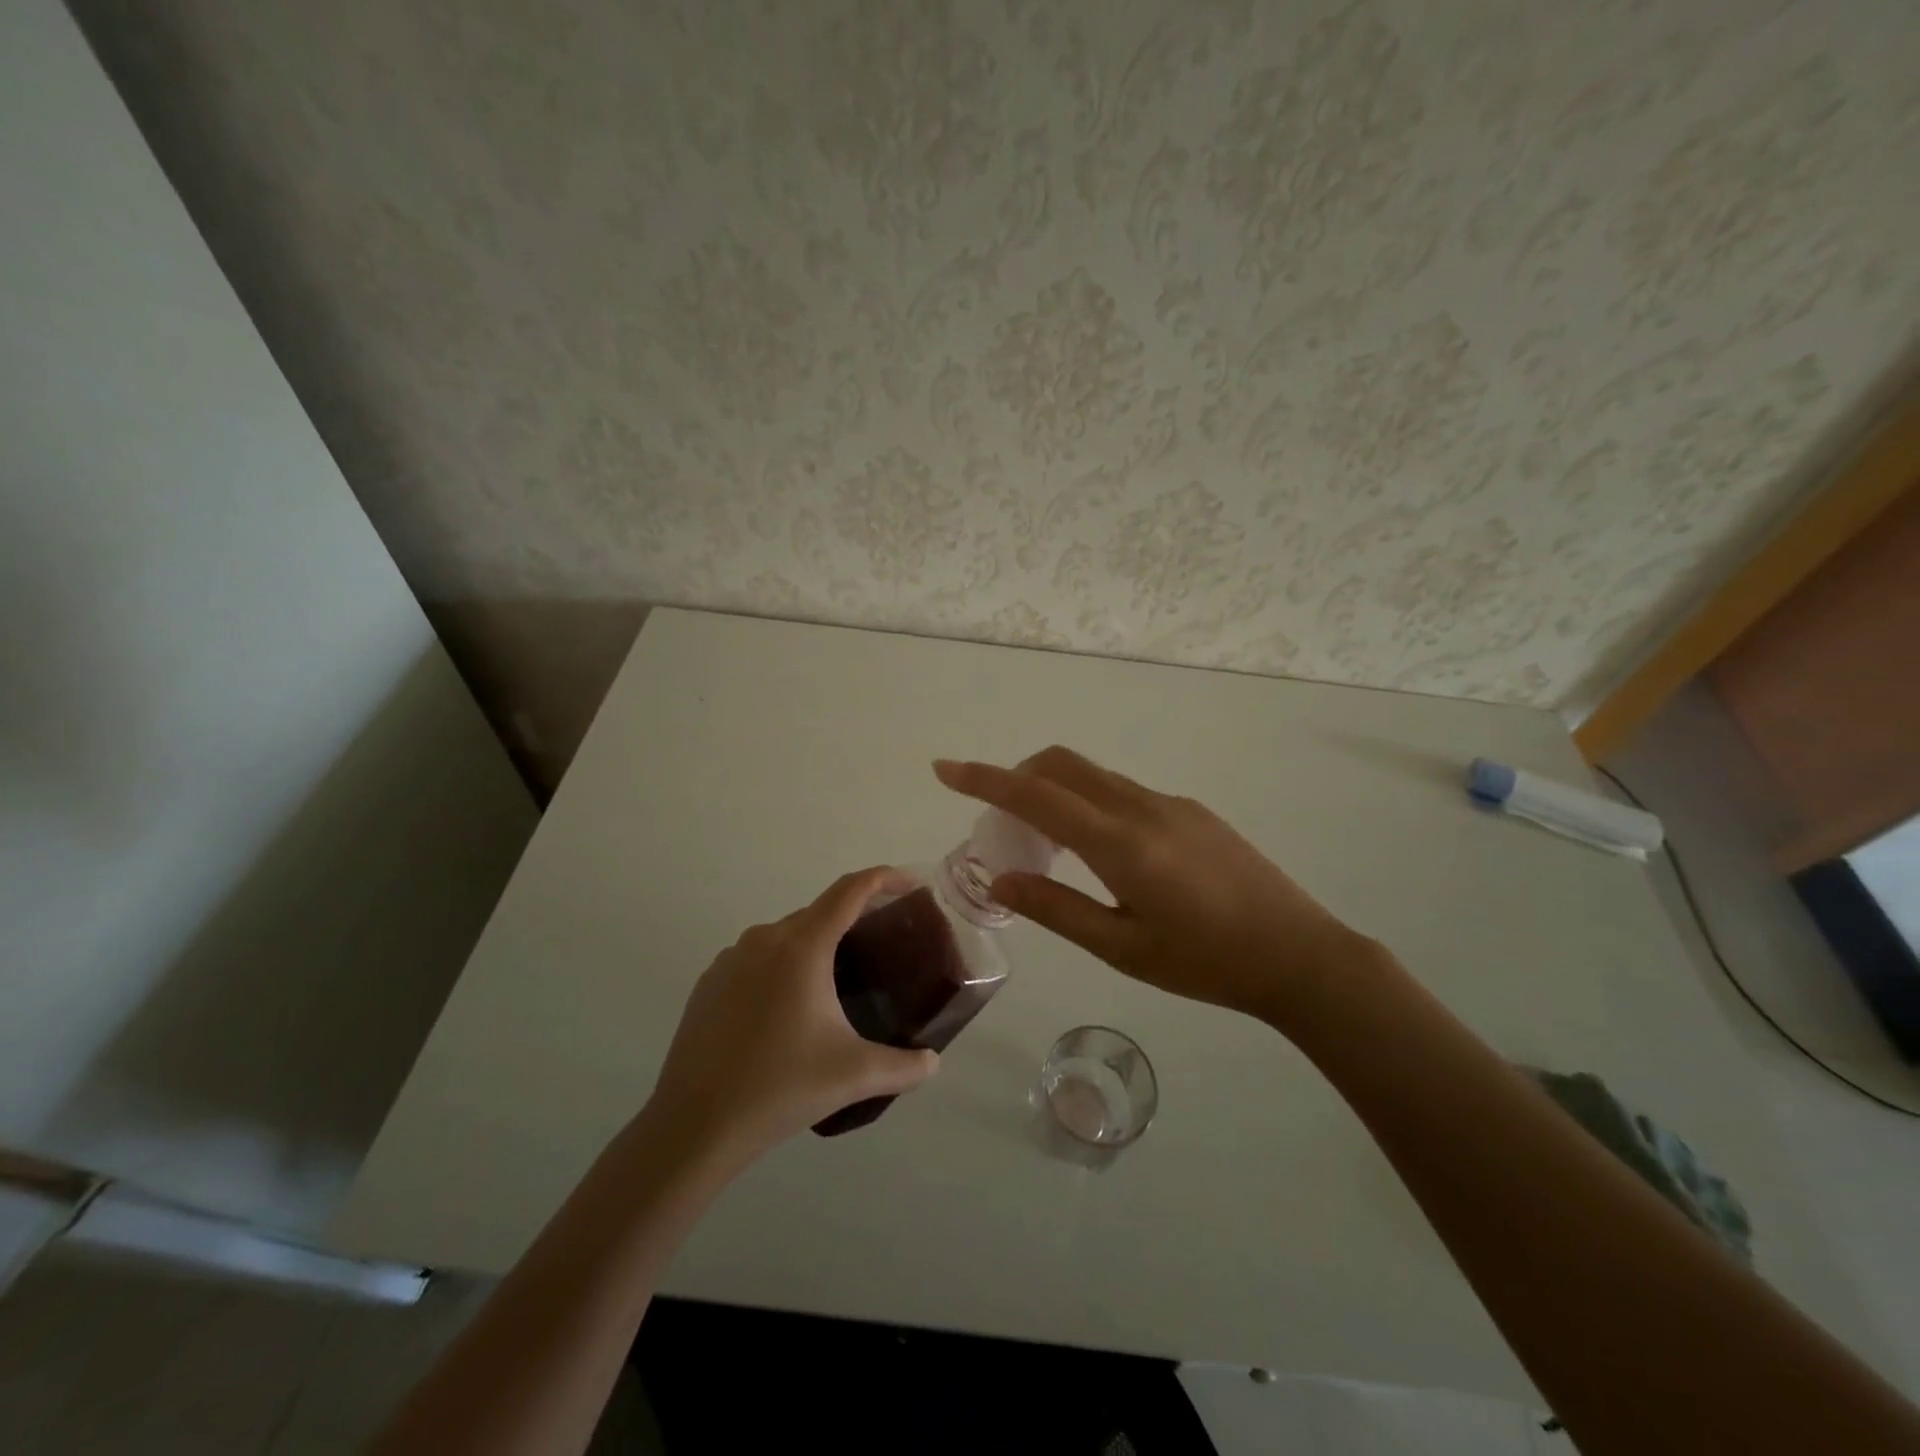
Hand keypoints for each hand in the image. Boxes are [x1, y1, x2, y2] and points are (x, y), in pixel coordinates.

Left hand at [647, 867, 940, 1162]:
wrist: (693, 1125)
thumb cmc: (779, 1088)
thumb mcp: (854, 1076)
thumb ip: (904, 1067)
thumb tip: (933, 1062)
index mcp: (802, 947)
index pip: (850, 891)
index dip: (884, 879)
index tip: (910, 885)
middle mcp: (765, 939)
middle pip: (820, 913)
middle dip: (854, 921)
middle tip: (882, 949)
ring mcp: (731, 958)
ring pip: (787, 937)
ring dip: (817, 947)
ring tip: (838, 984)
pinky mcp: (709, 982)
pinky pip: (757, 959)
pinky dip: (782, 967)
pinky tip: (789, 1010)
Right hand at [934, 748, 1378, 1027]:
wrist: (1301, 955)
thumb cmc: (1206, 964)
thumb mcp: (1122, 948)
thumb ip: (1056, 908)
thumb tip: (1000, 876)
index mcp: (1121, 844)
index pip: (1036, 796)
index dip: (984, 779)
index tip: (944, 768)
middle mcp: (1142, 807)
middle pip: (1062, 765)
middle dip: (1018, 777)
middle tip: (1000, 822)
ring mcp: (1171, 803)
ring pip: (1094, 776)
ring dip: (1055, 792)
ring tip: (1048, 847)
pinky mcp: (1192, 810)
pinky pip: (1123, 791)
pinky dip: (1089, 803)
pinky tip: (1102, 853)